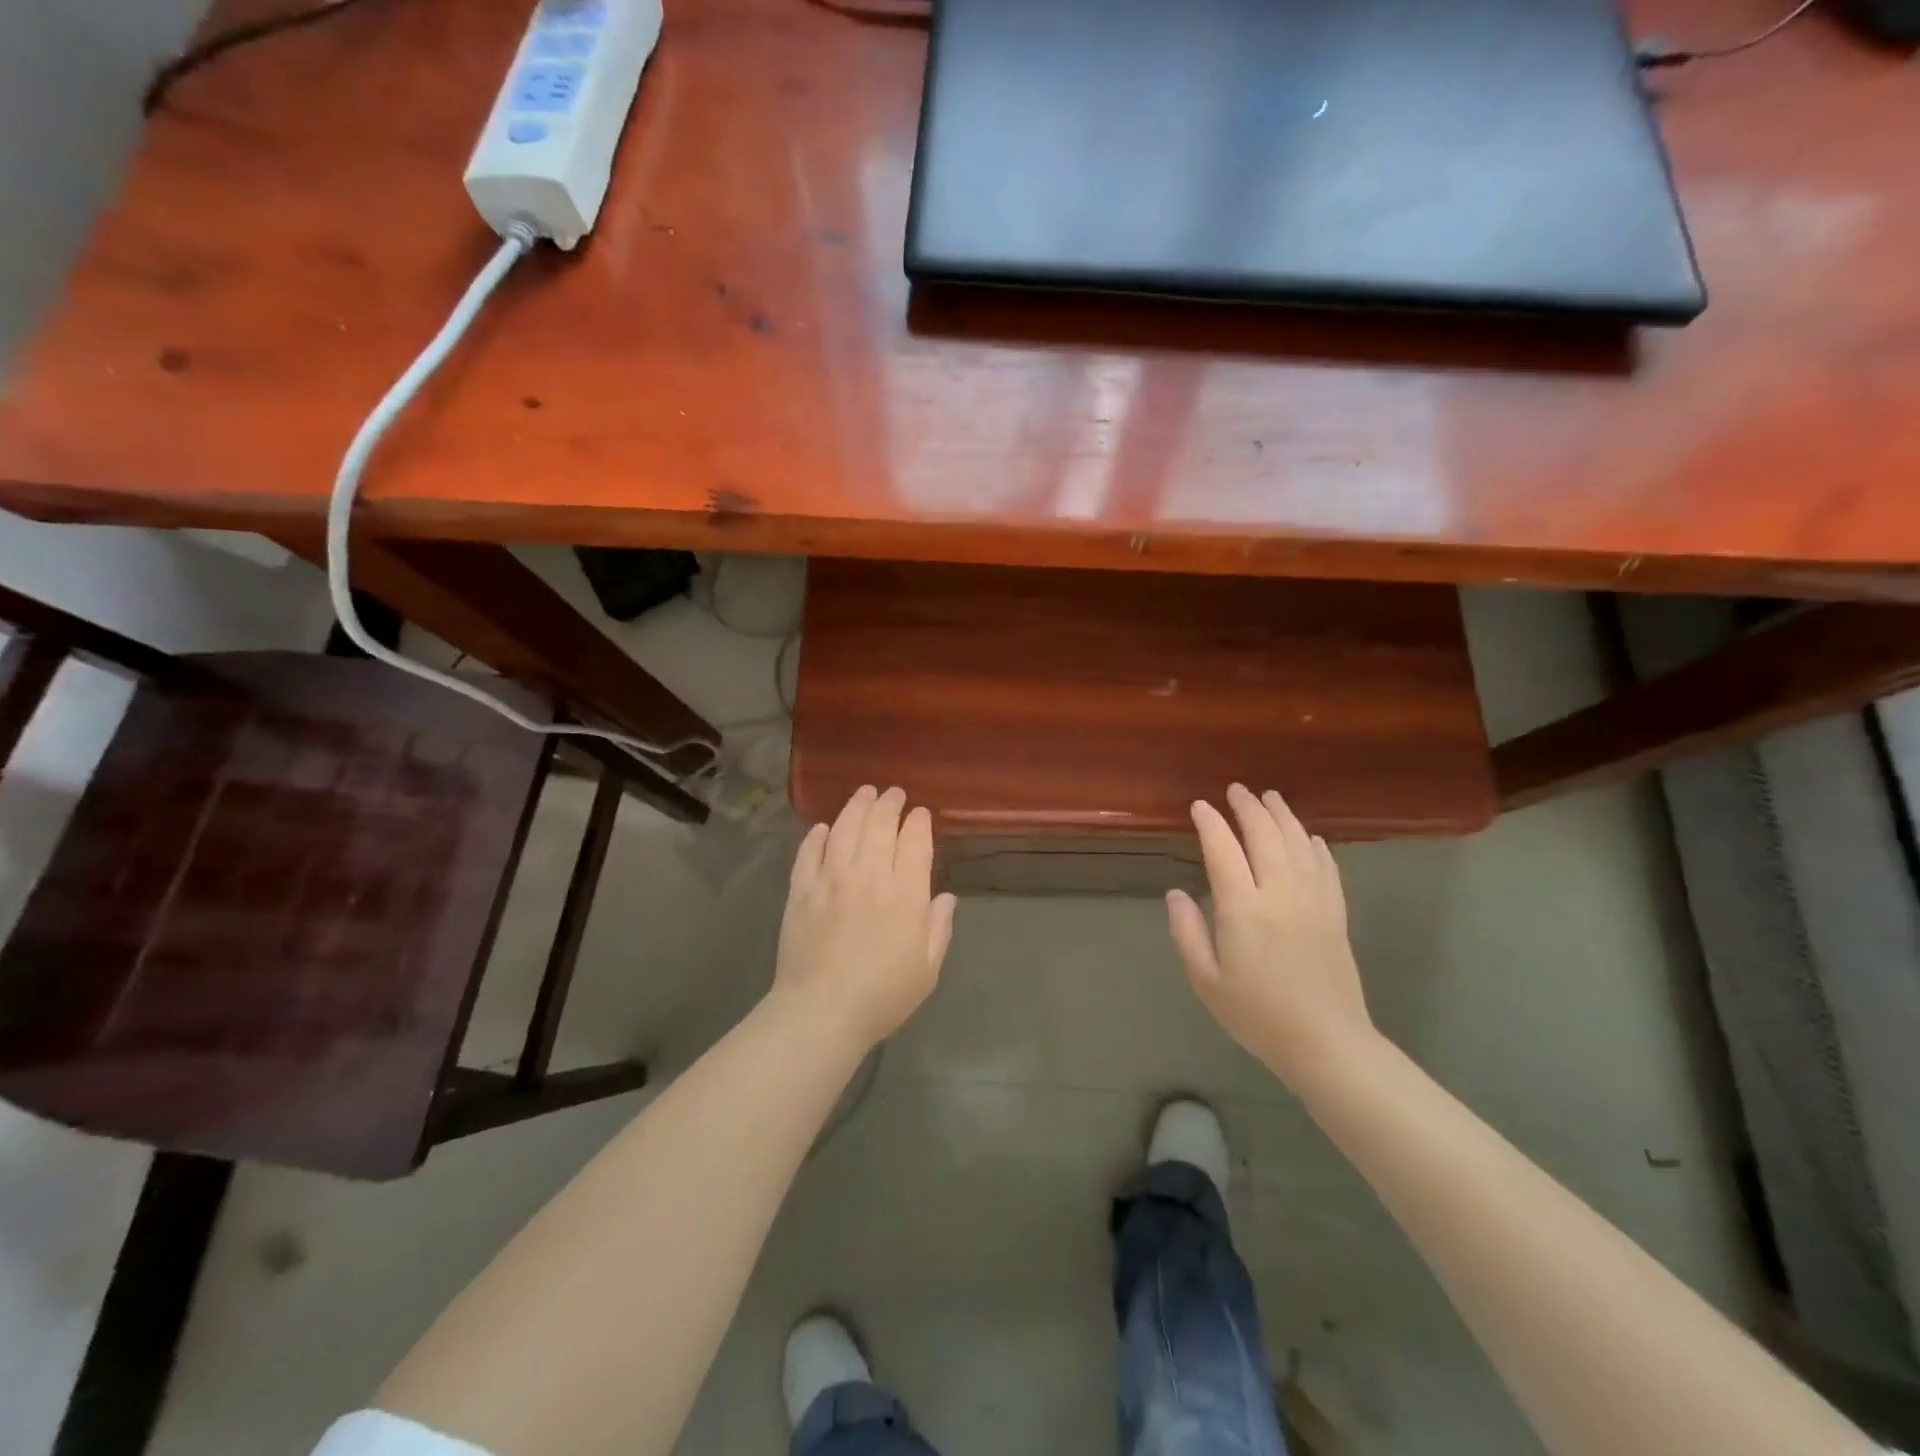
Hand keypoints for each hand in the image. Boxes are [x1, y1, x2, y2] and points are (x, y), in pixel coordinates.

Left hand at [773, 786, 957, 1049]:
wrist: (821, 1012)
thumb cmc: (882, 996)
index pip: (914, 841)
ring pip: (844, 829)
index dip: (918, 822)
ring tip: (864, 793)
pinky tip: (824, 828)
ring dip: (856, 806)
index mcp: (904, 894)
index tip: (920, 814)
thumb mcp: (927, 969)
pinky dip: (817, 836)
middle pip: (879, 825)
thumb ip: (938, 928)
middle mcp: (868, 876)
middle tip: (893, 794)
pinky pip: (808, 853)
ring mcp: (830, 880)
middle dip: (889, 803)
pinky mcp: (800, 890)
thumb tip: (945, 898)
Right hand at [1167, 784, 1375, 1087]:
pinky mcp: (1336, 914)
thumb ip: (1187, 933)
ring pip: (1298, 843)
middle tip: (1235, 790)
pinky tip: (1309, 836)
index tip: (1199, 805)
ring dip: (1282, 816)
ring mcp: (1313, 901)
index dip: (1210, 823)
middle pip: (1264, 836)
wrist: (1327, 1043)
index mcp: (1243, 909)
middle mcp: (1280, 894)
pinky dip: (1315, 846)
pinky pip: (1326, 868)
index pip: (1223, 850)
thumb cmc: (1258, 1015)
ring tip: (1270, 797)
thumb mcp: (1206, 981)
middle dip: (1248, 808)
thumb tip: (1175, 893)